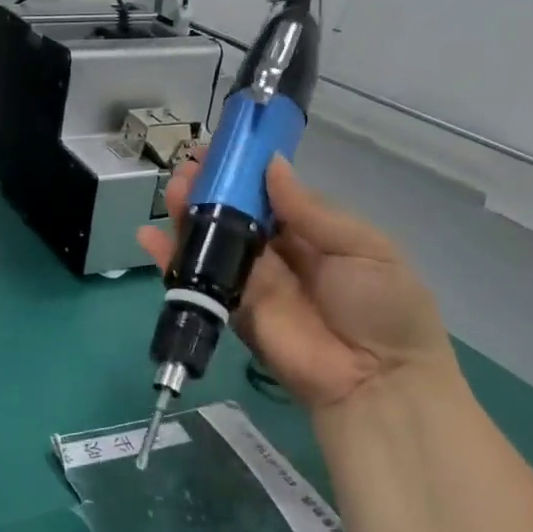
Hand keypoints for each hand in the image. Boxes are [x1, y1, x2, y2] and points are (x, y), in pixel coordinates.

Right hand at [138, 154, 452, 412]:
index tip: (220, 150)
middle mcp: (277, 254)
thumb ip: (311, 210)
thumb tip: (271, 165)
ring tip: (172, 191)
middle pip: (235, 216)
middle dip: (210, 190)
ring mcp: (251, 283)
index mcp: (312, 233)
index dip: (244, 173)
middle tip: (188, 168)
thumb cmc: (383, 307)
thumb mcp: (365, 248)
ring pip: (212, 242)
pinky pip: (198, 281)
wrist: (378, 381)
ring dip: (188, 215)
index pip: (269, 195)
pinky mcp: (231, 311)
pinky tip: (149, 236)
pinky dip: (171, 259)